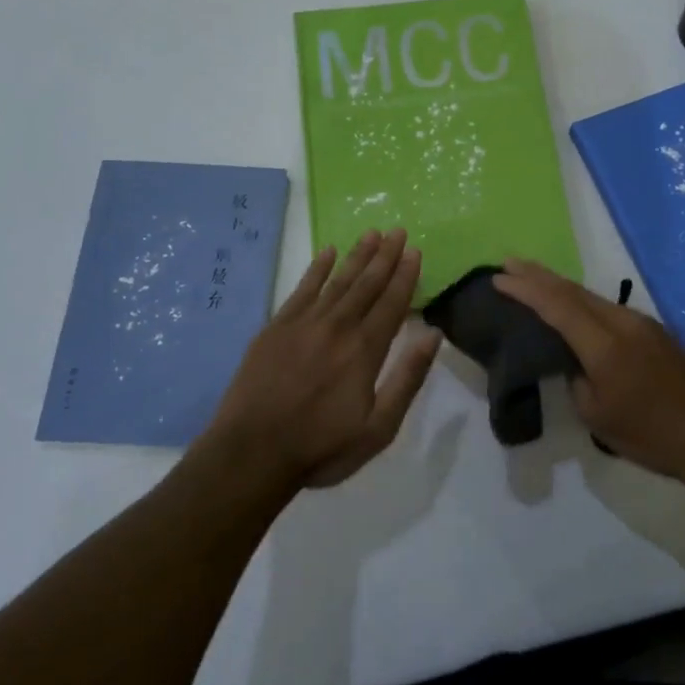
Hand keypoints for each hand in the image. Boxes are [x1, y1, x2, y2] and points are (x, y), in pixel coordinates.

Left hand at [202, 229, 441, 490]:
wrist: (251, 454)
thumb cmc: (321, 447)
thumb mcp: (379, 428)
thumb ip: (408, 379)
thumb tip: (432, 335)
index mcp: (364, 350)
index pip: (392, 303)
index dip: (405, 275)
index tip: (414, 250)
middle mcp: (337, 327)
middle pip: (366, 284)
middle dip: (385, 256)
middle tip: (398, 230)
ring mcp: (303, 324)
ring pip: (337, 281)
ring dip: (357, 256)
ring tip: (371, 233)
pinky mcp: (275, 328)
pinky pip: (302, 289)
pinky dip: (317, 269)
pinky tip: (327, 253)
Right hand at [492, 258, 684, 479]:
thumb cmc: (653, 435)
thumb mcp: (598, 417)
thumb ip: (577, 382)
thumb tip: (575, 364)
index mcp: (604, 345)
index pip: (556, 306)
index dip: (525, 289)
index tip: (499, 277)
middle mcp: (623, 323)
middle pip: (574, 291)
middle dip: (539, 275)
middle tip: (509, 263)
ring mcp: (643, 324)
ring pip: (593, 297)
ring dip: (561, 287)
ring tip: (535, 281)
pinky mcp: (656, 332)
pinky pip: (609, 309)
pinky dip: (583, 303)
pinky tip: (575, 309)